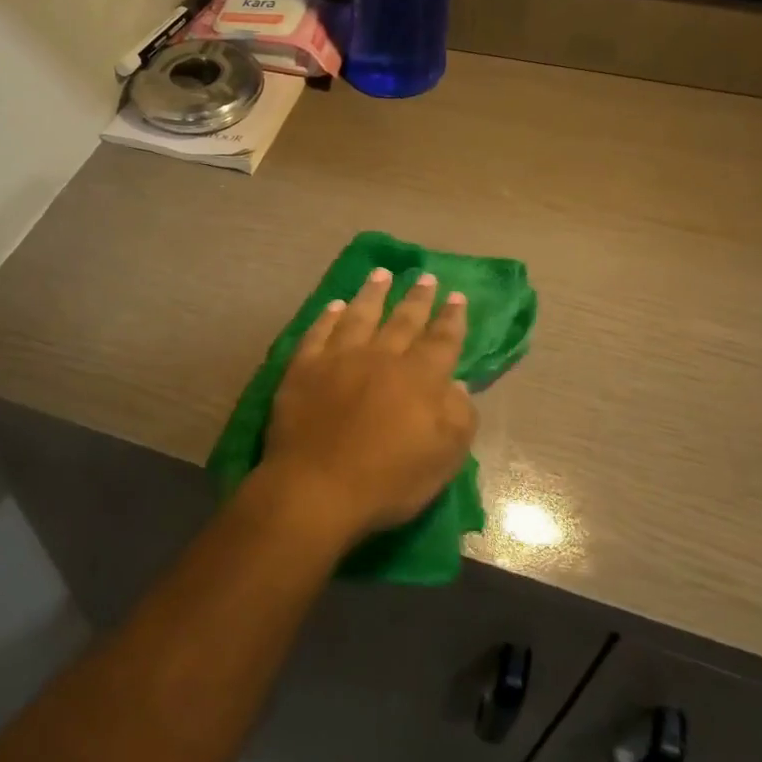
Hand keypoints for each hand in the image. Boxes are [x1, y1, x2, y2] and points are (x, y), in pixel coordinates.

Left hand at [258, 267, 475, 547]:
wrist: (317, 487)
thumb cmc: (387, 481)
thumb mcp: (443, 459)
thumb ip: (458, 417)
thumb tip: (456, 384)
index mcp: (419, 378)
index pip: (442, 340)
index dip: (451, 318)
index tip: (456, 296)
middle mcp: (381, 357)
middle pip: (403, 320)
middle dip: (417, 298)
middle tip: (425, 276)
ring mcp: (339, 358)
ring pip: (360, 315)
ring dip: (373, 293)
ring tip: (381, 274)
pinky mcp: (304, 366)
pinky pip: (319, 331)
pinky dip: (328, 316)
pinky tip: (335, 305)